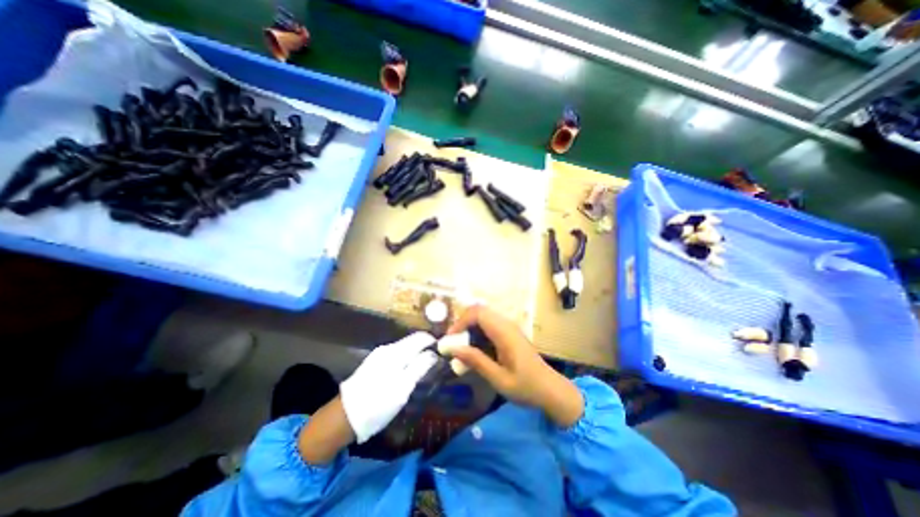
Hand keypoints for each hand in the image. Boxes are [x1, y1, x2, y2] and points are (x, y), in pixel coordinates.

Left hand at [338, 334, 438, 441]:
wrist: (344, 416)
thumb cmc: (378, 403)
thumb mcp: (403, 388)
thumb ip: (420, 367)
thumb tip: (434, 353)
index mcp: (396, 352)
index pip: (420, 337)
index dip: (433, 342)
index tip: (443, 352)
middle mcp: (388, 348)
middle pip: (412, 341)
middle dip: (425, 348)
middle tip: (435, 362)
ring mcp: (379, 354)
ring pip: (404, 347)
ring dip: (415, 353)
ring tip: (423, 368)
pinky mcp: (373, 362)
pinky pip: (396, 354)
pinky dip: (406, 359)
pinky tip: (406, 371)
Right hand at [445, 305, 579, 424]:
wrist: (550, 390)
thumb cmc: (526, 387)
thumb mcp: (498, 379)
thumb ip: (476, 361)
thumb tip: (453, 348)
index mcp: (505, 333)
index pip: (478, 313)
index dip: (461, 322)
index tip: (450, 339)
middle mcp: (507, 325)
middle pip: (480, 311)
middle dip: (463, 323)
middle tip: (453, 342)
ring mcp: (509, 328)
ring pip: (484, 317)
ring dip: (470, 327)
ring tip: (461, 347)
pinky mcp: (509, 333)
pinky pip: (489, 325)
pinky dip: (477, 332)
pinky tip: (475, 350)